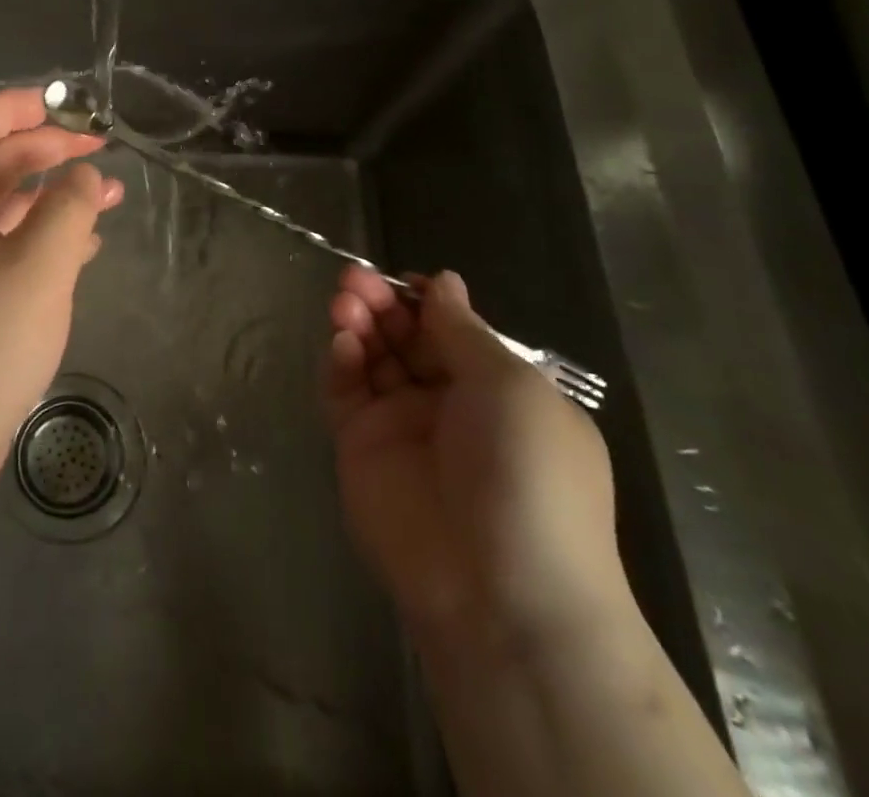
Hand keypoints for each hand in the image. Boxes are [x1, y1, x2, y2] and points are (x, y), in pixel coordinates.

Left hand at [0, 87, 123, 499]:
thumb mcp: (35, 269)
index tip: (67, 108)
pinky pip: (5, 253)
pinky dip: (44, 241)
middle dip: (46, 150)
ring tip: (108, 197)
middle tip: (100, 152)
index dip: (15, 107)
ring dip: (52, 197)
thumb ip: (67, 209)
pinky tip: (82, 251)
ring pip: (3, 211)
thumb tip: (85, 174)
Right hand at [325, 266, 624, 643]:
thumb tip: (443, 281)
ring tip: (345, 300)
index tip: (403, 278)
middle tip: (355, 280)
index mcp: (498, 390)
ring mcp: (400, 426)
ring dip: (358, 322)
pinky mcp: (359, 447)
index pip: (451, 330)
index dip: (425, 300)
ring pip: (371, 358)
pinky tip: (342, 341)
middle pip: (405, 337)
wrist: (498, 591)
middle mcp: (448, 404)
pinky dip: (340, 361)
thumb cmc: (527, 473)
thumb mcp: (510, 386)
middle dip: (383, 303)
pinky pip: (345, 392)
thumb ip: (463, 330)